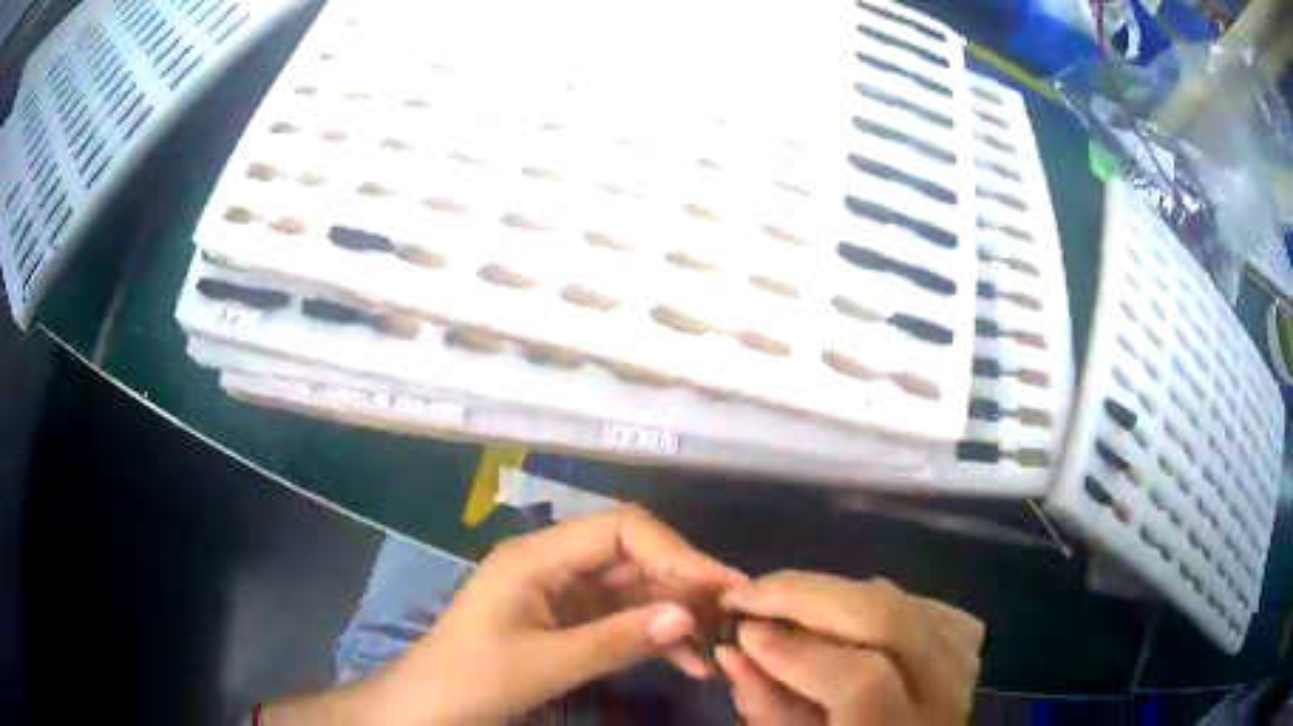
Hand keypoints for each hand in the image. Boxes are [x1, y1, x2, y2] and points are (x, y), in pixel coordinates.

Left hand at [363, 506, 747, 723]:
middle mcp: (554, 565)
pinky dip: (656, 638)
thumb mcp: (543, 664)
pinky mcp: (569, 624)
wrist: (428, 709)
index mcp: (538, 556)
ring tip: (719, 644)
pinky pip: (623, 621)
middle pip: (633, 556)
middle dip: (685, 583)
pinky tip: (689, 663)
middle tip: (734, 613)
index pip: (620, 529)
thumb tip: (691, 616)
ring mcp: (563, 596)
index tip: (720, 585)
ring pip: (634, 590)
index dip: (675, 551)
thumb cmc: (471, 680)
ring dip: (676, 615)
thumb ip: (616, 640)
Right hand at [716, 572, 983, 724]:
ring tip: (791, 601)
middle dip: (813, 596)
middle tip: (754, 591)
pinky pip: (929, 607)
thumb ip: (767, 706)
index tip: (743, 631)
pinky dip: (882, 600)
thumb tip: (734, 650)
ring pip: (910, 604)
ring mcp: (963, 670)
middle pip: (892, 620)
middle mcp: (944, 701)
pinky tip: (851, 612)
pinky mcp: (968, 651)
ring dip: (842, 595)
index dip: (798, 652)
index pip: (861, 681)